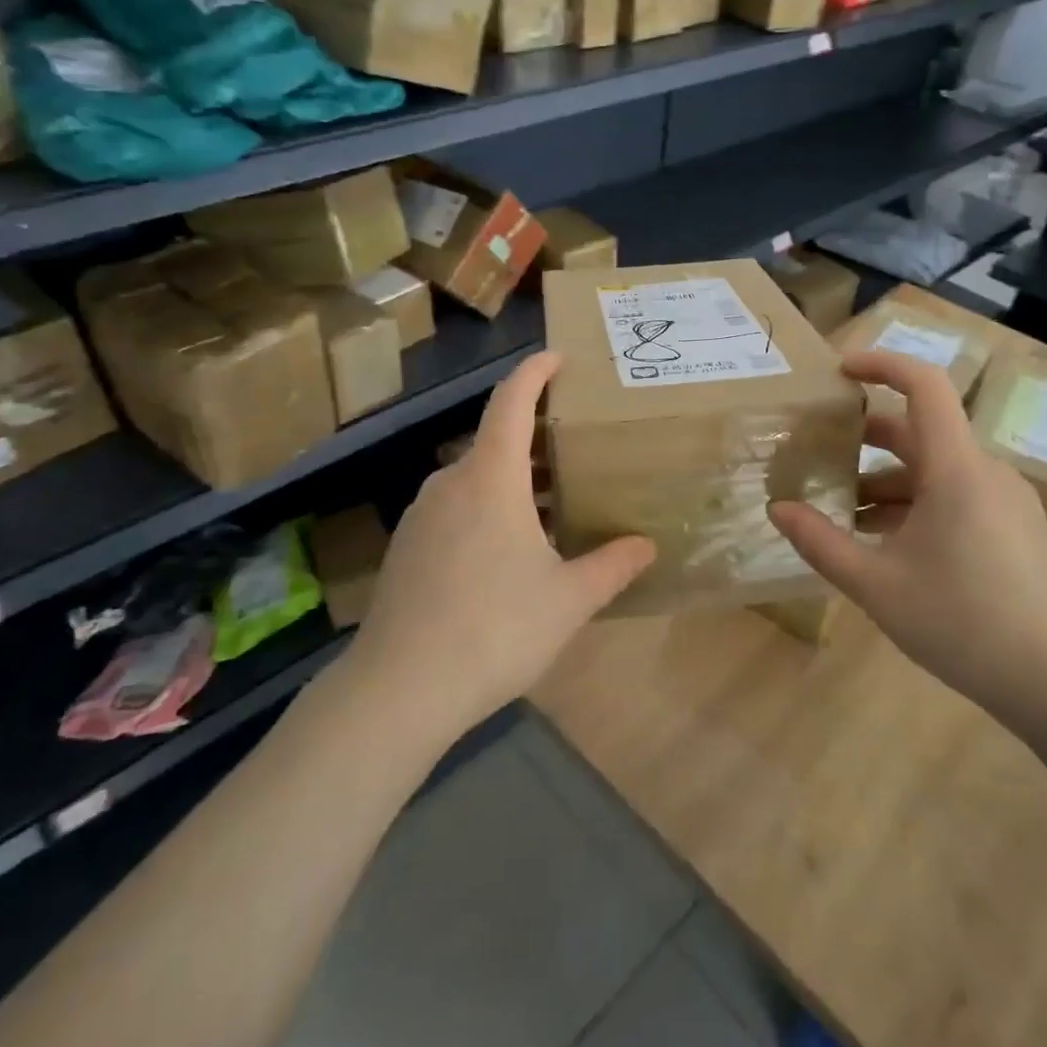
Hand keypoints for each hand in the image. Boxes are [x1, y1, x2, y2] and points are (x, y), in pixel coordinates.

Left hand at [344, 351, 655, 743]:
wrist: (399, 688)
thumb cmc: (495, 628)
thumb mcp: (568, 599)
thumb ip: (611, 566)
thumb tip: (646, 546)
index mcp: (491, 478)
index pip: (511, 402)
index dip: (534, 372)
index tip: (555, 357)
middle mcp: (450, 483)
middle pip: (494, 442)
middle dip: (533, 440)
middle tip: (572, 451)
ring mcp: (421, 515)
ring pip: (473, 479)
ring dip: (510, 481)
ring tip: (548, 506)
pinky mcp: (406, 547)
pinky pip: (453, 509)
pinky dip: (484, 510)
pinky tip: (504, 553)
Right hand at [768, 350, 1046, 726]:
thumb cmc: (962, 623)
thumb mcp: (876, 585)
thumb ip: (821, 543)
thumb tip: (778, 510)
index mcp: (957, 469)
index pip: (924, 386)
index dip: (881, 364)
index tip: (839, 371)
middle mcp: (986, 471)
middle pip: (920, 432)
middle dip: (865, 439)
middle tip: (817, 453)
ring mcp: (1006, 499)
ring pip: (935, 469)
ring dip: (887, 481)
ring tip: (844, 513)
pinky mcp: (1015, 526)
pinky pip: (957, 494)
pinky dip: (916, 503)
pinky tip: (888, 544)